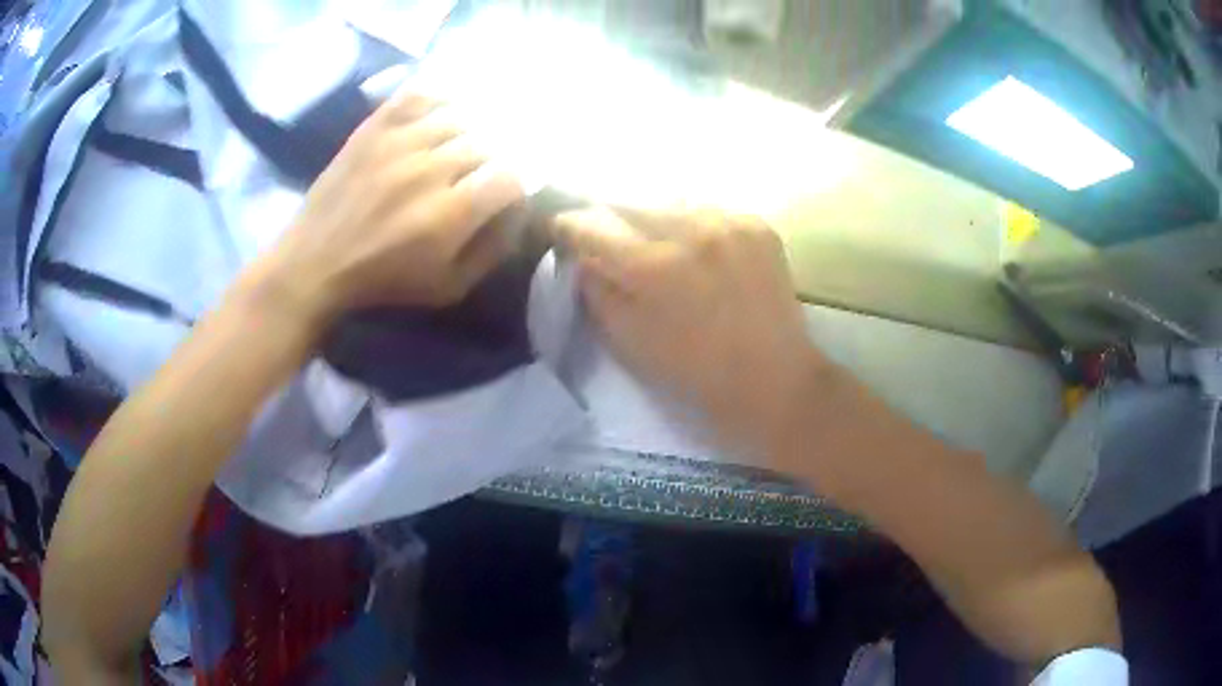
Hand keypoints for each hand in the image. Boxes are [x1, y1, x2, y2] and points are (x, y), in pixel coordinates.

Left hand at [254, 92, 524, 329]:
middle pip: (487, 143)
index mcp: (451, 213)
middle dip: (491, 160)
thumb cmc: (383, 280)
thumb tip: (518, 216)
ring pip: (459, 117)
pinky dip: (438, 100)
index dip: (516, 184)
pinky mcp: (375, 127)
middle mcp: (431, 168)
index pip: (510, 176)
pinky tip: (439, 115)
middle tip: (479, 174)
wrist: (316, 262)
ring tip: (459, 147)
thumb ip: (491, 252)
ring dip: (468, 133)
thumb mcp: (447, 288)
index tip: (505, 195)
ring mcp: (400, 141)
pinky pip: (420, 96)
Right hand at [553, 207, 824, 455]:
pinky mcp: (757, 224)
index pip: (592, 224)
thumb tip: (582, 256)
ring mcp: (729, 221)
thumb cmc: (694, 374)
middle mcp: (690, 229)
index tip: (562, 229)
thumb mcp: (627, 342)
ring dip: (654, 219)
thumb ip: (596, 290)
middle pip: (630, 203)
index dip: (570, 225)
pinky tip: (699, 251)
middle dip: (612, 220)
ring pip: (671, 202)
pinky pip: (708, 210)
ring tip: (657, 244)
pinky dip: (693, 225)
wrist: (774, 380)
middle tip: (609, 239)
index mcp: (653, 266)